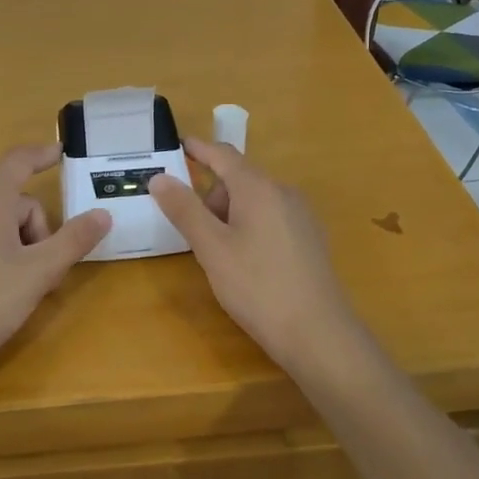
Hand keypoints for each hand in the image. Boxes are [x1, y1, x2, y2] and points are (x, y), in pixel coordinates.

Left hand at [0, 144, 110, 386]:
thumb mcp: (39, 274)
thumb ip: (73, 240)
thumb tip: (103, 215)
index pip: (17, 162)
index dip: (42, 154)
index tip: (62, 152)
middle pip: (11, 202)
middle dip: (34, 231)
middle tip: (42, 273)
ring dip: (14, 244)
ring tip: (17, 287)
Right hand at [149, 137, 361, 369]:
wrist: (318, 333)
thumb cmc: (257, 286)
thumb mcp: (212, 248)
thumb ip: (184, 209)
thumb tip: (159, 178)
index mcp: (258, 187)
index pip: (223, 154)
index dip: (198, 149)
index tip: (177, 145)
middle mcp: (284, 192)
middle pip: (239, 179)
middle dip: (211, 196)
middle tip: (192, 232)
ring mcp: (301, 215)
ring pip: (255, 201)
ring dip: (229, 214)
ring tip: (218, 254)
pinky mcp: (310, 238)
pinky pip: (271, 217)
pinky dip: (250, 226)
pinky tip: (246, 263)